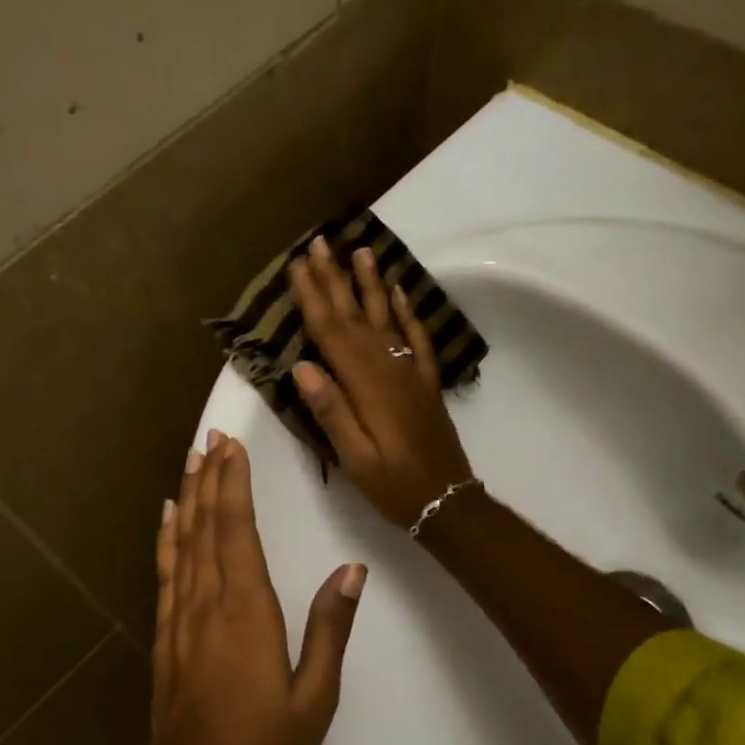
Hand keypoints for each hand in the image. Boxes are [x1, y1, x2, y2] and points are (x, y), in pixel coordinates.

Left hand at [151, 430, 365, 744]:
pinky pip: (165, 574)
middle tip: (212, 437)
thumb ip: (330, 629)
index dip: (234, 485)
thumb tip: (351, 570)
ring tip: (191, 461)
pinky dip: (166, 539)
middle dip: (210, 478)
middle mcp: (207, 604)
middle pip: (207, 527)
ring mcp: (179, 620)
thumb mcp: (316, 696)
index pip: (237, 531)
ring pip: (182, 544)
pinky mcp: (165, 637)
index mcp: (246, 612)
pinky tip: (168, 519)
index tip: (233, 447)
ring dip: (188, 499)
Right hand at [288, 236, 474, 530]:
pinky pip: (416, 337)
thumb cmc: (393, 484)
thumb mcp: (355, 458)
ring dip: (371, 283)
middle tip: (320, 243)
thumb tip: (302, 367)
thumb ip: (331, 411)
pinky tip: (399, 290)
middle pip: (356, 316)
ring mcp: (410, 372)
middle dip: (335, 278)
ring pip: (386, 317)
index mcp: (365, 387)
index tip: (298, 266)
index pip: (332, 333)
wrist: (447, 500)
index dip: (313, 298)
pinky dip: (407, 311)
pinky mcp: (425, 381)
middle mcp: (388, 369)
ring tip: (360, 250)